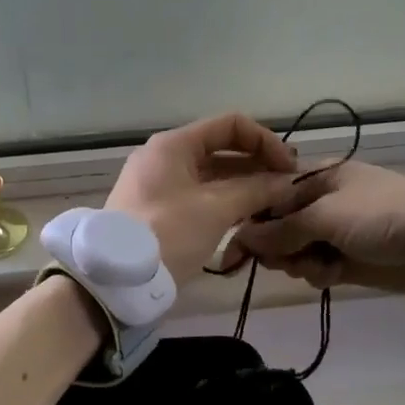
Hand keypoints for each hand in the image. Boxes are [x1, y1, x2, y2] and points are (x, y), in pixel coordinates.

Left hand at [106, 113, 301, 279]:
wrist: (115, 279)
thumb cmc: (167, 232)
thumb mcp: (216, 209)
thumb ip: (256, 190)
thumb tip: (289, 182)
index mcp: (174, 144)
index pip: (230, 125)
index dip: (265, 141)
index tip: (289, 168)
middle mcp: (165, 156)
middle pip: (221, 149)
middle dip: (258, 165)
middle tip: (288, 189)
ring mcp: (159, 184)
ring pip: (212, 175)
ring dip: (244, 186)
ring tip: (275, 206)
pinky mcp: (158, 210)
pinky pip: (199, 196)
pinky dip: (225, 202)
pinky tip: (249, 219)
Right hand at [236, 160, 404, 292]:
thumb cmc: (377, 215)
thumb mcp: (325, 215)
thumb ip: (281, 229)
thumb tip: (241, 238)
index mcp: (317, 177)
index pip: (270, 195)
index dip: (253, 219)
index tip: (238, 243)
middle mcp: (322, 201)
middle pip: (280, 226)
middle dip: (278, 245)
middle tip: (283, 259)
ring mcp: (336, 231)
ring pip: (296, 250)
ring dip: (300, 262)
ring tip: (317, 266)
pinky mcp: (348, 259)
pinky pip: (317, 267)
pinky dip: (320, 272)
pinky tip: (331, 275)